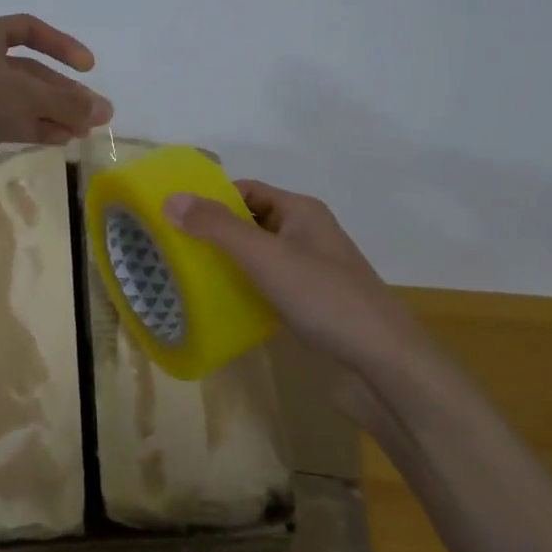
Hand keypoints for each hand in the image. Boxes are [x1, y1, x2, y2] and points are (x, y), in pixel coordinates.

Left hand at [0, 14, 112, 201]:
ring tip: (85, 132)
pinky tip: (61, 140)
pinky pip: (10, 120)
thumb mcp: (25, 97)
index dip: (62, 45)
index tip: (88, 68)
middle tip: (98, 114)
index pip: (29, 29)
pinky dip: (36, 128)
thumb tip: (105, 111)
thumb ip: (67, 103)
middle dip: (64, 92)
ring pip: (22, 99)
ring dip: (55, 113)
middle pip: (30, 71)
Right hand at [164, 179, 412, 374]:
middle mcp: (305, 234)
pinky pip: (266, 287)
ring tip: (184, 277)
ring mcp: (309, 271)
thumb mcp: (265, 256)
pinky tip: (216, 306)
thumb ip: (218, 227)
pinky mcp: (308, 304)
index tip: (173, 215)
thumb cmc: (323, 297)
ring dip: (225, 264)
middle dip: (213, 233)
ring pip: (257, 258)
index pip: (247, 190)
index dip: (211, 198)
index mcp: (301, 211)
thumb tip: (171, 199)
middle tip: (170, 248)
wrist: (380, 360)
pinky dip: (242, 290)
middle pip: (250, 223)